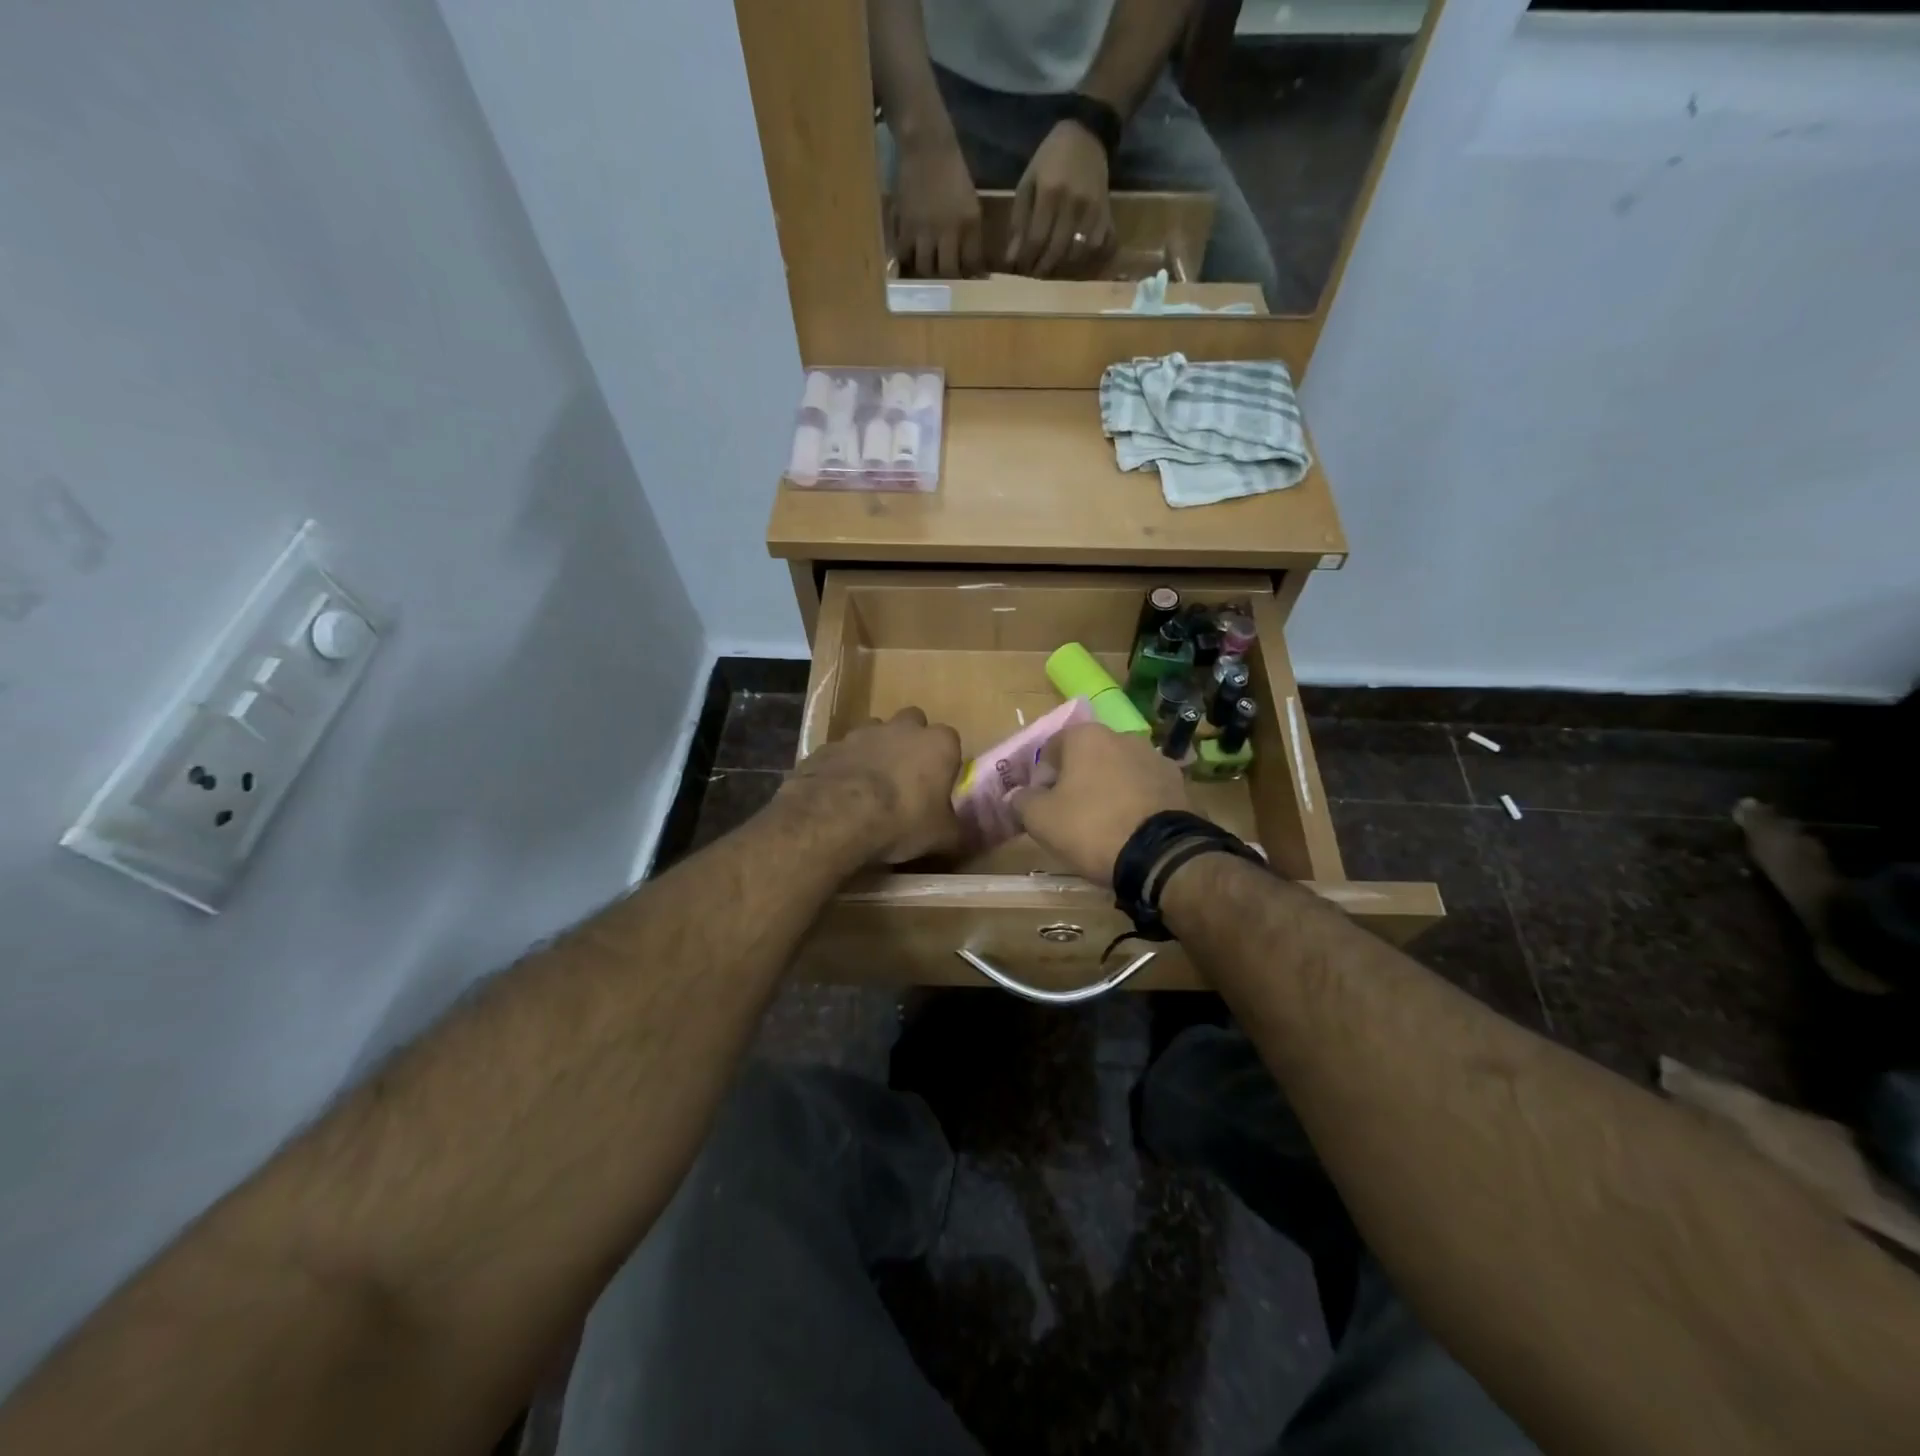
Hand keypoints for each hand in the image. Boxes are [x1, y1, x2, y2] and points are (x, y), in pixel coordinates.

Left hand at [781, 707, 962, 864]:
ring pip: (875, 732)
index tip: (939, 785)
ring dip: (877, 750)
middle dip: (911, 743)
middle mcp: (902, 727)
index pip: (951, 741)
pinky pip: (844, 751)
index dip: (945, 762)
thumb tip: (964, 837)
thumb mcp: (942, 837)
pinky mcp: (830, 745)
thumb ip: (957, 832)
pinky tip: (841, 793)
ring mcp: (862, 732)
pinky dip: (846, 765)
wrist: (837, 816)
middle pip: (912, 724)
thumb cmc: (902, 821)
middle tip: (907, 777)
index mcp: (938, 743)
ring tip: (871, 785)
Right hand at [893, 135, 983, 278]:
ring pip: (924, 268)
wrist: (927, 144)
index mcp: (970, 222)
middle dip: (947, 280)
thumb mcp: (970, 203)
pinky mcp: (905, 224)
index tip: (967, 280)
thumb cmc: (952, 171)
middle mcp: (949, 229)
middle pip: (948, 272)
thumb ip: (971, 233)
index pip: (972, 264)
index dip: (970, 276)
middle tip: (945, 281)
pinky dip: (905, 260)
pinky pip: (904, 254)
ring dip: (925, 273)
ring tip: (925, 271)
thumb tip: (973, 265)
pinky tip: (907, 258)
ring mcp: (925, 228)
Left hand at [1007, 120, 1115, 277]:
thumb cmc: (1050, 160)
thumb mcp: (1028, 182)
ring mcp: (1092, 210)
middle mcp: (1073, 203)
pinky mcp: (1106, 213)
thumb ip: (1019, 220)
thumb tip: (1012, 258)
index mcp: (1050, 192)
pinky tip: (1071, 259)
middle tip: (1033, 276)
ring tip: (1050, 269)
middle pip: (1056, 250)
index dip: (1026, 260)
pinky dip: (1082, 259)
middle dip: (1042, 268)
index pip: (1036, 238)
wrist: (1087, 136)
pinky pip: (1095, 247)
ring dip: (1061, 267)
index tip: (1019, 271)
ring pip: (1076, 253)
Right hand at [1011, 725, 1189, 884]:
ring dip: (1108, 790)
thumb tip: (1017, 795)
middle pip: (1087, 757)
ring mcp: (1156, 758)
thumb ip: (1023, 801)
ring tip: (1104, 825)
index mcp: (1086, 736)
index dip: (1041, 778)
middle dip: (1076, 782)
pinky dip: (1135, 802)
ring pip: (1118, 771)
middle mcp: (1123, 736)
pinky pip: (1145, 789)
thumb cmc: (1091, 828)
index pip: (1051, 749)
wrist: (1160, 855)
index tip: (1042, 806)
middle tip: (1070, 816)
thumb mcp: (1041, 820)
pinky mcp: (1179, 783)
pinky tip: (1131, 829)